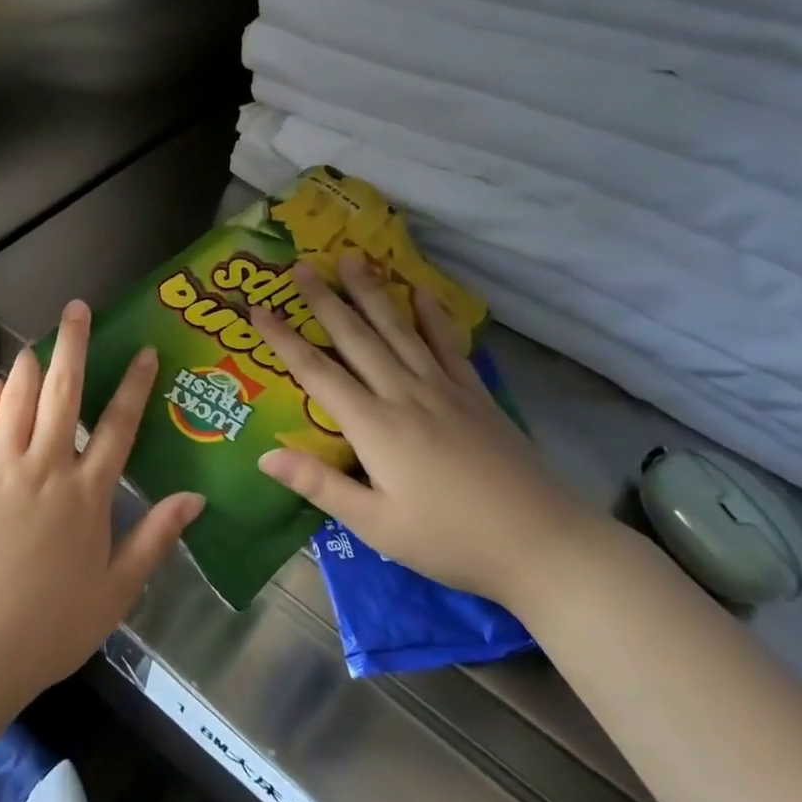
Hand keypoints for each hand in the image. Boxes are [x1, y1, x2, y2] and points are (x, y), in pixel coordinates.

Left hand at [0, 300, 205, 706]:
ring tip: (39, 341)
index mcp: (87, 495)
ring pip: (18, 401)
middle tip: (77, 308)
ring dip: (30, 366)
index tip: (143, 350)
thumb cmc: (50, 626)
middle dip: (73, 346)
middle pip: (63, 394)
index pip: (118, 425)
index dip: (134, 384)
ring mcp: (0, 470)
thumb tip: (195, 498)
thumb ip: (155, 538)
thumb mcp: (116, 591)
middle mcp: (45, 469)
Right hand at [251, 254, 597, 609]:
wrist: (543, 542)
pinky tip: (422, 292)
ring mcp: (444, 390)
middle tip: (301, 266)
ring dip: (372, 293)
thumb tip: (265, 455)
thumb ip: (319, 485)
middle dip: (325, 300)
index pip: (317, 373)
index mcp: (374, 426)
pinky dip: (433, 316)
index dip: (284, 340)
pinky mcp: (475, 395)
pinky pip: (447, 345)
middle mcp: (405, 394)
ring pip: (399, 330)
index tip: (258, 310)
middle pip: (357, 338)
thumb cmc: (450, 540)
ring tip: (353, 259)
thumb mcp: (375, 525)